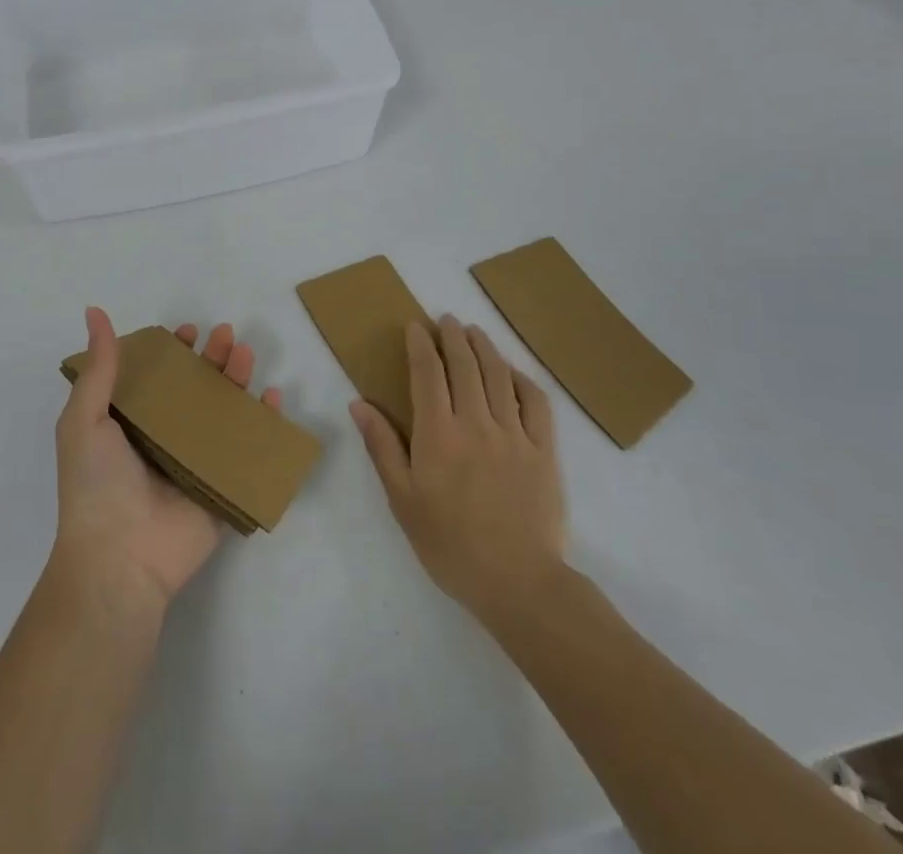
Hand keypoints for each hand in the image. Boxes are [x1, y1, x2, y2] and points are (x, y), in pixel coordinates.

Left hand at [52, 307, 282, 617]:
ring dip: (238, 381)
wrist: (119, 559)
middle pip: (195, 389)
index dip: (172, 352)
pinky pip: (248, 450)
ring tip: (247, 355)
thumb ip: (99, 367)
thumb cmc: (97, 484)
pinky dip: (264, 425)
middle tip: (226, 335)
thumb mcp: (85, 418)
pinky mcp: (221, 487)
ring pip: (223, 413)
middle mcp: (164, 439)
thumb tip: (93, 311)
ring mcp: (195, 463)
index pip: (157, 378)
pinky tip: (272, 399)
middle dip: (213, 359)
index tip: (187, 332)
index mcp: (131, 424)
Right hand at [350, 315, 566, 631]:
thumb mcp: (402, 499)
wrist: (518, 582)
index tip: (415, 325)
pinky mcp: (544, 451)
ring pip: (499, 376)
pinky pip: (536, 403)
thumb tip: (359, 403)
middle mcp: (476, 422)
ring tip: (475, 332)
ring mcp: (514, 434)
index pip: (427, 374)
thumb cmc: (449, 544)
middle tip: (446, 319)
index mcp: (438, 433)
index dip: (420, 345)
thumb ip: (382, 446)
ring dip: (485, 347)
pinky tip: (513, 372)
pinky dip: (523, 379)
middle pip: (465, 365)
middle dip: (453, 336)